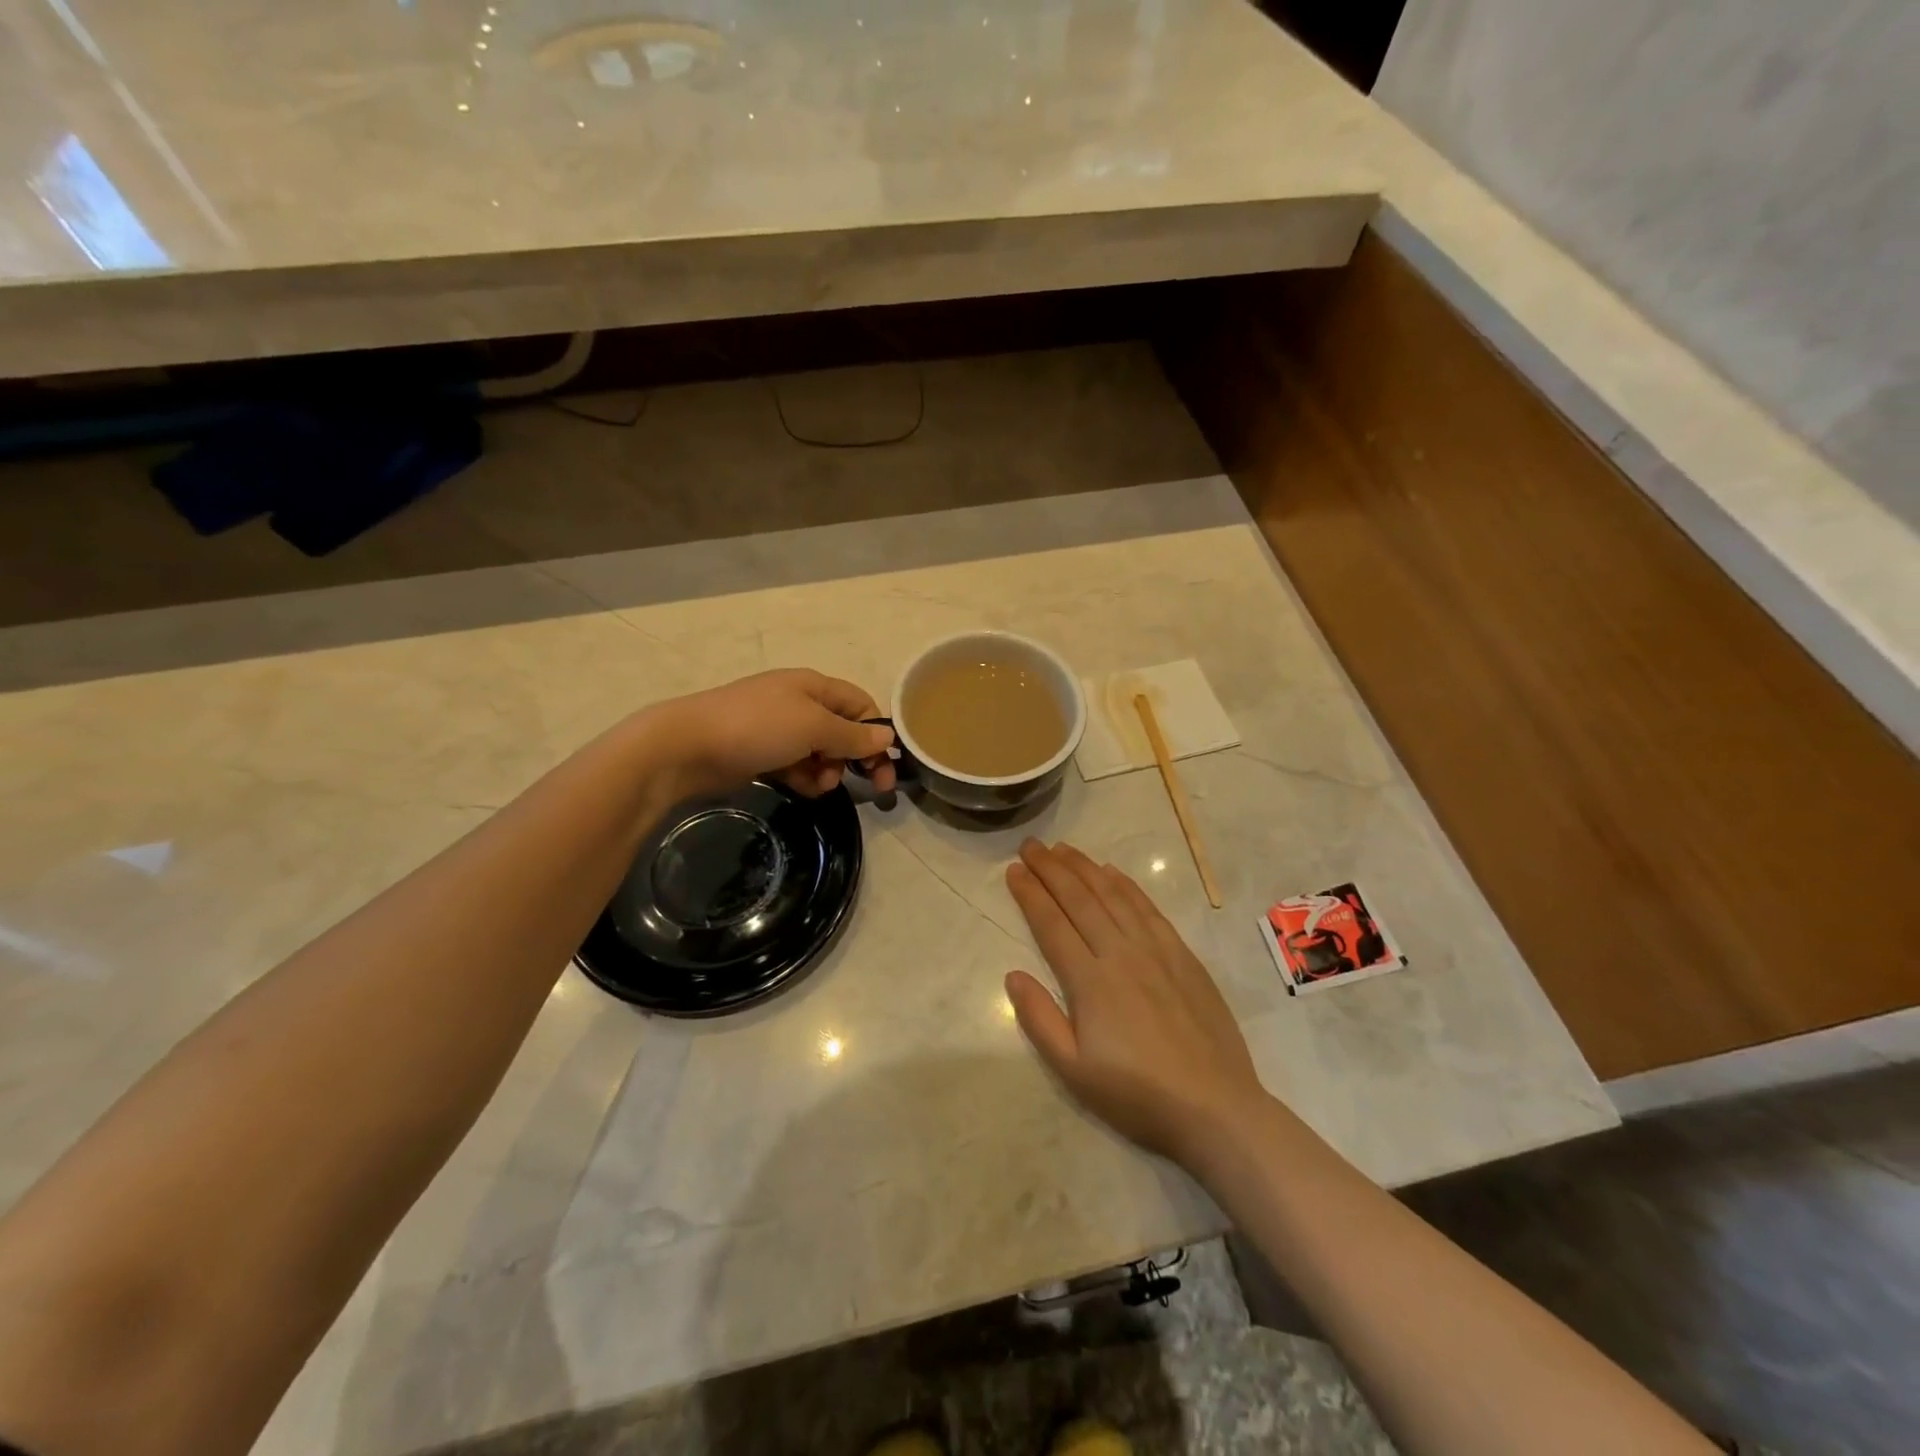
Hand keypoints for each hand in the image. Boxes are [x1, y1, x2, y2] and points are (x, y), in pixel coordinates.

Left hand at [643, 669, 896, 799]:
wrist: (688, 746)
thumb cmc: (758, 727)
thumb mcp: (814, 727)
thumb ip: (853, 735)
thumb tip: (887, 737)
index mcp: (814, 686)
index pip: (860, 705)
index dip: (876, 733)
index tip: (886, 767)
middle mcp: (799, 703)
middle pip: (843, 730)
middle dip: (854, 756)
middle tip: (870, 787)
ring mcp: (778, 728)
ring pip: (820, 751)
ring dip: (828, 770)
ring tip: (821, 785)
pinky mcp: (762, 753)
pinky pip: (797, 765)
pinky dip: (805, 777)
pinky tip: (804, 789)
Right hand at [1004, 840, 1269, 1166]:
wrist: (1214, 1106)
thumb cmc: (1137, 1094)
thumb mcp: (1074, 1071)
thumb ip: (1039, 1019)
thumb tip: (1012, 974)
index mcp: (1090, 981)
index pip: (1052, 924)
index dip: (1030, 894)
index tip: (1014, 870)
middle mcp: (1120, 953)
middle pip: (1079, 900)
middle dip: (1051, 869)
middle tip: (1031, 846)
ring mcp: (1155, 950)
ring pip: (1113, 896)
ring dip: (1085, 868)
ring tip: (1063, 849)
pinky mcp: (1182, 955)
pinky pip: (1148, 908)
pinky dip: (1126, 885)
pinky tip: (1111, 873)